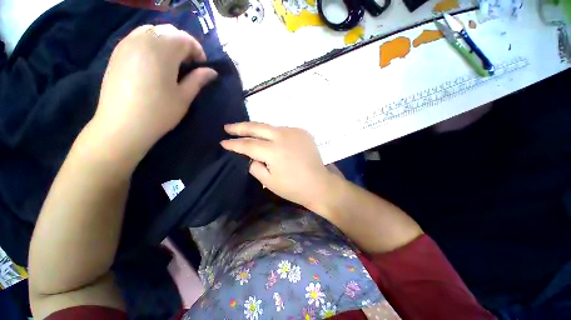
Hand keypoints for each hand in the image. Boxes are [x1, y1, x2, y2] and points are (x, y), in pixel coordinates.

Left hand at [91, 24, 216, 162]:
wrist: (122, 126)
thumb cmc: (159, 112)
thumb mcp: (184, 97)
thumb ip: (198, 80)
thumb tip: (211, 72)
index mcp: (162, 51)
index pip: (185, 39)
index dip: (198, 51)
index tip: (202, 67)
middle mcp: (142, 40)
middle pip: (169, 31)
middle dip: (183, 45)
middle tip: (189, 65)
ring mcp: (126, 44)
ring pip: (152, 31)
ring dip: (167, 43)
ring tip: (172, 63)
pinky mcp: (117, 52)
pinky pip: (138, 38)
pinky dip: (151, 44)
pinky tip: (154, 62)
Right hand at [220, 122, 335, 209]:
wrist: (319, 184)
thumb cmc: (293, 187)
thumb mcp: (268, 182)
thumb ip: (255, 166)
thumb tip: (252, 157)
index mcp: (273, 151)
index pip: (248, 145)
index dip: (234, 144)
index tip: (223, 142)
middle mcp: (283, 136)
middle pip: (257, 127)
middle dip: (240, 127)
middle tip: (228, 127)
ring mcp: (294, 132)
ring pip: (270, 127)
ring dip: (258, 130)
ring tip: (247, 131)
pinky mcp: (302, 132)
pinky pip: (283, 130)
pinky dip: (274, 133)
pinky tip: (270, 138)